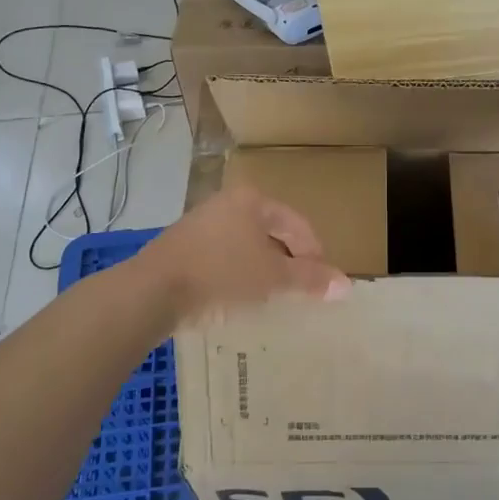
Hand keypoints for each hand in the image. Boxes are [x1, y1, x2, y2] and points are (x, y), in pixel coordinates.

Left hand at [142, 186, 350, 323]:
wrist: (151, 291)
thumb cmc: (221, 274)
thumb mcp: (272, 278)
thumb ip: (310, 279)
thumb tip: (347, 285)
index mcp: (252, 200)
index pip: (297, 223)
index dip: (314, 253)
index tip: (321, 282)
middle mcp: (227, 204)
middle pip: (271, 233)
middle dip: (289, 262)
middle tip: (301, 291)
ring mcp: (201, 225)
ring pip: (246, 247)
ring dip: (263, 270)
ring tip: (273, 298)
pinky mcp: (183, 248)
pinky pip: (223, 258)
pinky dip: (238, 275)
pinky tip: (239, 299)